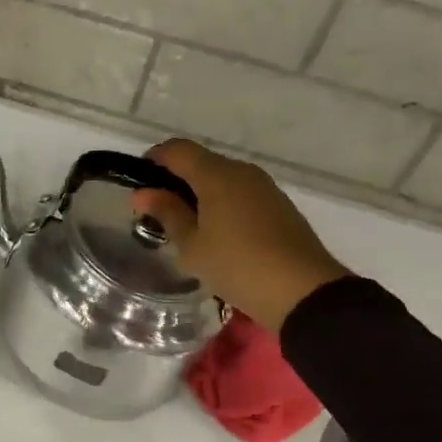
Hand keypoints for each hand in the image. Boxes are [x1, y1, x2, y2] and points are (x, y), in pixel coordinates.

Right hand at [133, 139, 349, 330]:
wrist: (302, 291)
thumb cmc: (237, 265)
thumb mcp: (192, 245)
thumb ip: (167, 214)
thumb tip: (143, 193)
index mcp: (216, 174)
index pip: (177, 150)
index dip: (154, 160)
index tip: (139, 184)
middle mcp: (242, 171)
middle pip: (201, 163)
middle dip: (176, 181)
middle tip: (159, 214)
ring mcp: (265, 188)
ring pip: (223, 180)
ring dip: (200, 195)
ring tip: (187, 228)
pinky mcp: (279, 206)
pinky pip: (241, 195)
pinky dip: (222, 205)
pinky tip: (217, 235)